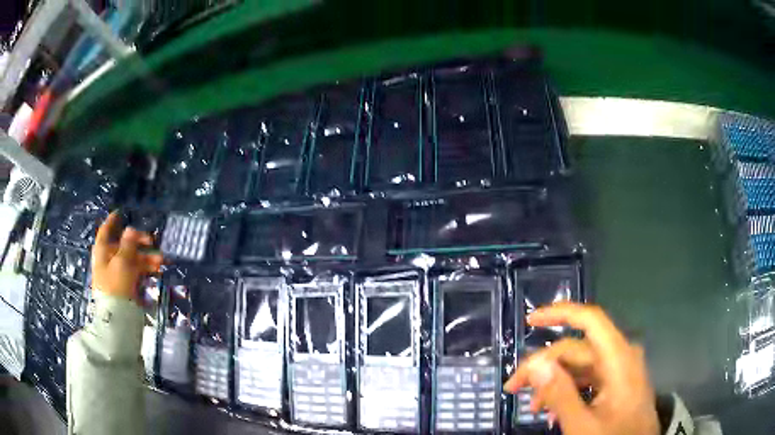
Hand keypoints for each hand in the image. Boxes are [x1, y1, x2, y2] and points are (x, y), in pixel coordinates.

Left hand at [91, 212, 163, 302]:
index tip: (120, 213)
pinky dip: (145, 269)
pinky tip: (157, 271)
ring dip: (147, 258)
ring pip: (133, 259)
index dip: (112, 221)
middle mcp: (109, 259)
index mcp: (103, 251)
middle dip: (139, 242)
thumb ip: (128, 245)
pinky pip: (136, 272)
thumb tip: (131, 229)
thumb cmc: (116, 286)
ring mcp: (117, 273)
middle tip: (153, 241)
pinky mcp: (125, 285)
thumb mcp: (122, 262)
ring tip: (162, 261)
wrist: (117, 318)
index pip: (106, 231)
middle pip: (123, 245)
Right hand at [504, 303, 659, 434]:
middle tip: (514, 388)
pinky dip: (567, 390)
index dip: (559, 313)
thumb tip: (537, 364)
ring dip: (553, 382)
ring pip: (579, 365)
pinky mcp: (616, 383)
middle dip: (543, 365)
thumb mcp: (583, 425)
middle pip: (576, 348)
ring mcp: (619, 369)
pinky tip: (552, 410)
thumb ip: (561, 394)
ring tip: (533, 406)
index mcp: (618, 358)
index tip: (529, 320)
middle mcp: (620, 356)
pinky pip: (588, 378)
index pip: (590, 319)